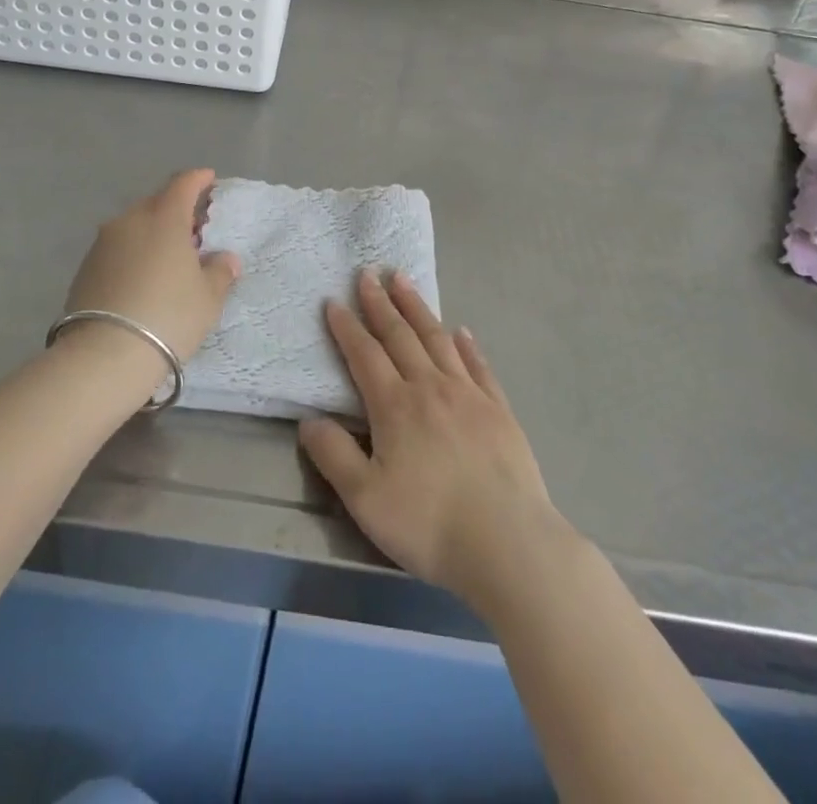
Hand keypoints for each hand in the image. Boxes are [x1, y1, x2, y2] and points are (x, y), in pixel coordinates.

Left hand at [64, 169, 239, 360]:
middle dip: (177, 209)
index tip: (210, 180)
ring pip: (134, 226)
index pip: (183, 183)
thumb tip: (225, 258)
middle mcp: (130, 220)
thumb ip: (220, 272)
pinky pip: (118, 248)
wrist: (104, 355)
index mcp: (164, 217)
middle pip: (157, 203)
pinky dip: (134, 253)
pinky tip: (143, 277)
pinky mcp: (85, 267)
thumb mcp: (208, 298)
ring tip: (169, 257)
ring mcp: (103, 243)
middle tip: (195, 229)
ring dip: (153, 233)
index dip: (199, 179)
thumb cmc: (168, 316)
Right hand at [299, 271, 572, 612]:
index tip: (333, 301)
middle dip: (380, 303)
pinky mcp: (499, 410)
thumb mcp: (365, 499)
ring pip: (437, 339)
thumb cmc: (429, 524)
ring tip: (404, 281)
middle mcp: (430, 388)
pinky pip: (479, 366)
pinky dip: (467, 345)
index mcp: (395, 406)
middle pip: (400, 336)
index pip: (364, 355)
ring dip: (418, 309)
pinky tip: (461, 331)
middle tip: (368, 273)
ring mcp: (468, 395)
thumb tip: (308, 420)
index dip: (346, 327)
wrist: (508, 544)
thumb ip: (333, 456)